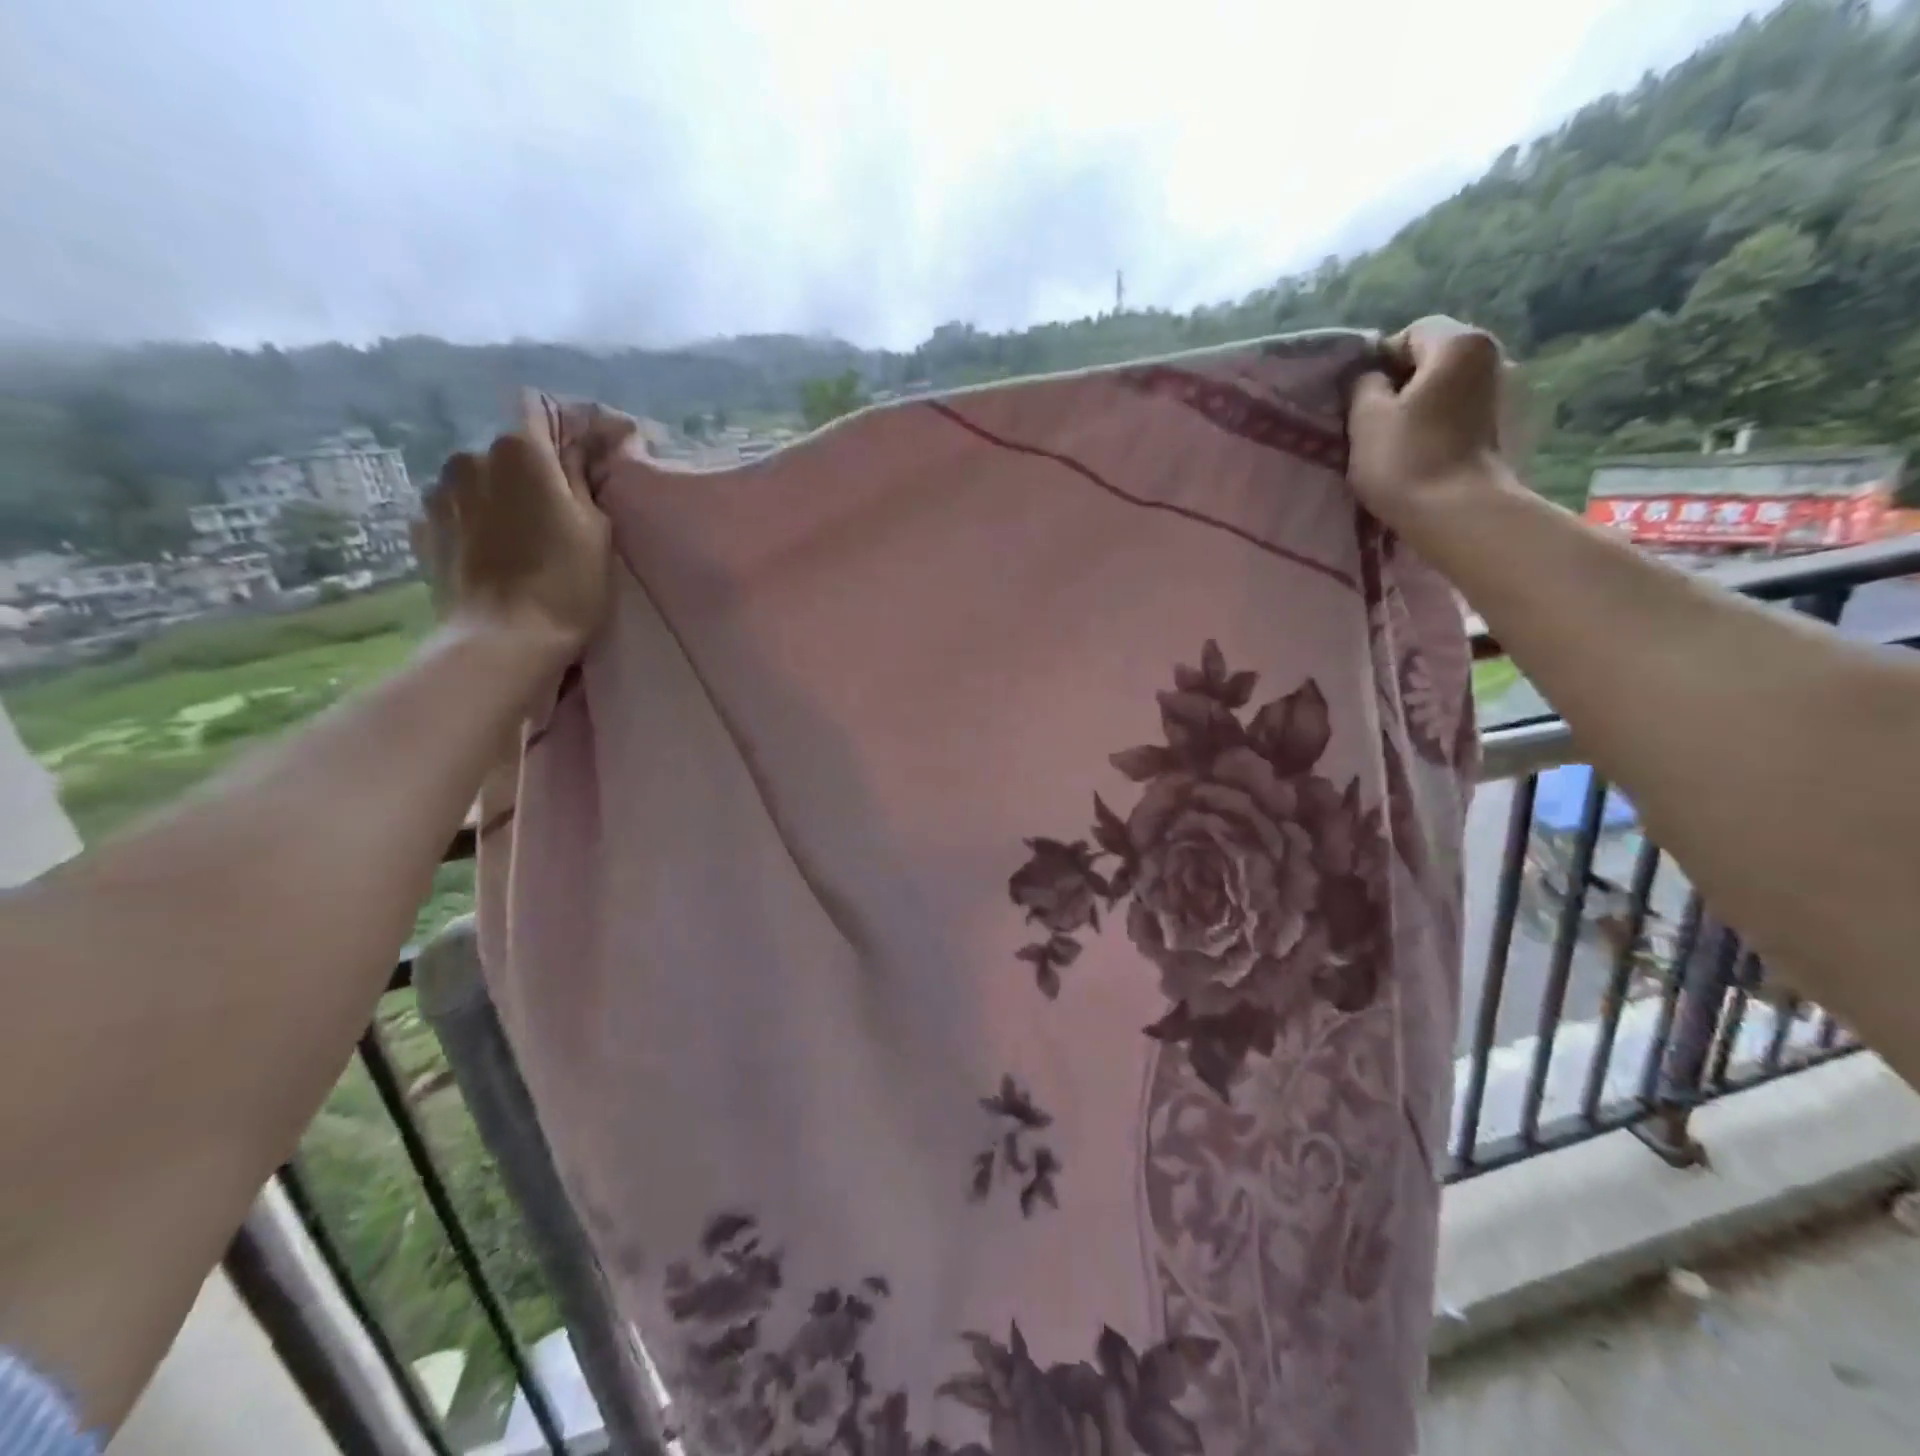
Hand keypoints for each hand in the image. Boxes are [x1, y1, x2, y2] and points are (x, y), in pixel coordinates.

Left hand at [417, 391, 631, 663]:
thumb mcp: (598, 527)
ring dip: (503, 495)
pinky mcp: (423, 528)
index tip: (591, 457)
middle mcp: (471, 457)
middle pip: (512, 448)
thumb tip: (589, 439)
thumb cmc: (567, 584)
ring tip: (526, 536)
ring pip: (482, 478)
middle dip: (537, 469)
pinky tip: (496, 553)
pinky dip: (478, 520)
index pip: (541, 408)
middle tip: (564, 510)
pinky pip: (459, 510)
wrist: (504, 641)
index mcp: (520, 451)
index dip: (569, 427)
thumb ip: (585, 474)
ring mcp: (439, 493)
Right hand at [1347, 316, 1509, 528]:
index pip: (1411, 333)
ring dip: (1427, 408)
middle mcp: (1496, 356)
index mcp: (1460, 343)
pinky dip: (1447, 426)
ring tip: (1402, 443)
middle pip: (1436, 360)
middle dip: (1405, 385)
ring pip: (1453, 389)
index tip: (1360, 400)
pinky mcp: (1514, 429)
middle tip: (1376, 424)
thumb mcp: (1364, 417)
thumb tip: (1371, 376)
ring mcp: (1512, 393)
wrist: (1459, 514)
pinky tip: (1429, 455)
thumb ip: (1363, 384)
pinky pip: (1469, 415)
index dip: (1379, 363)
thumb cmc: (1406, 459)